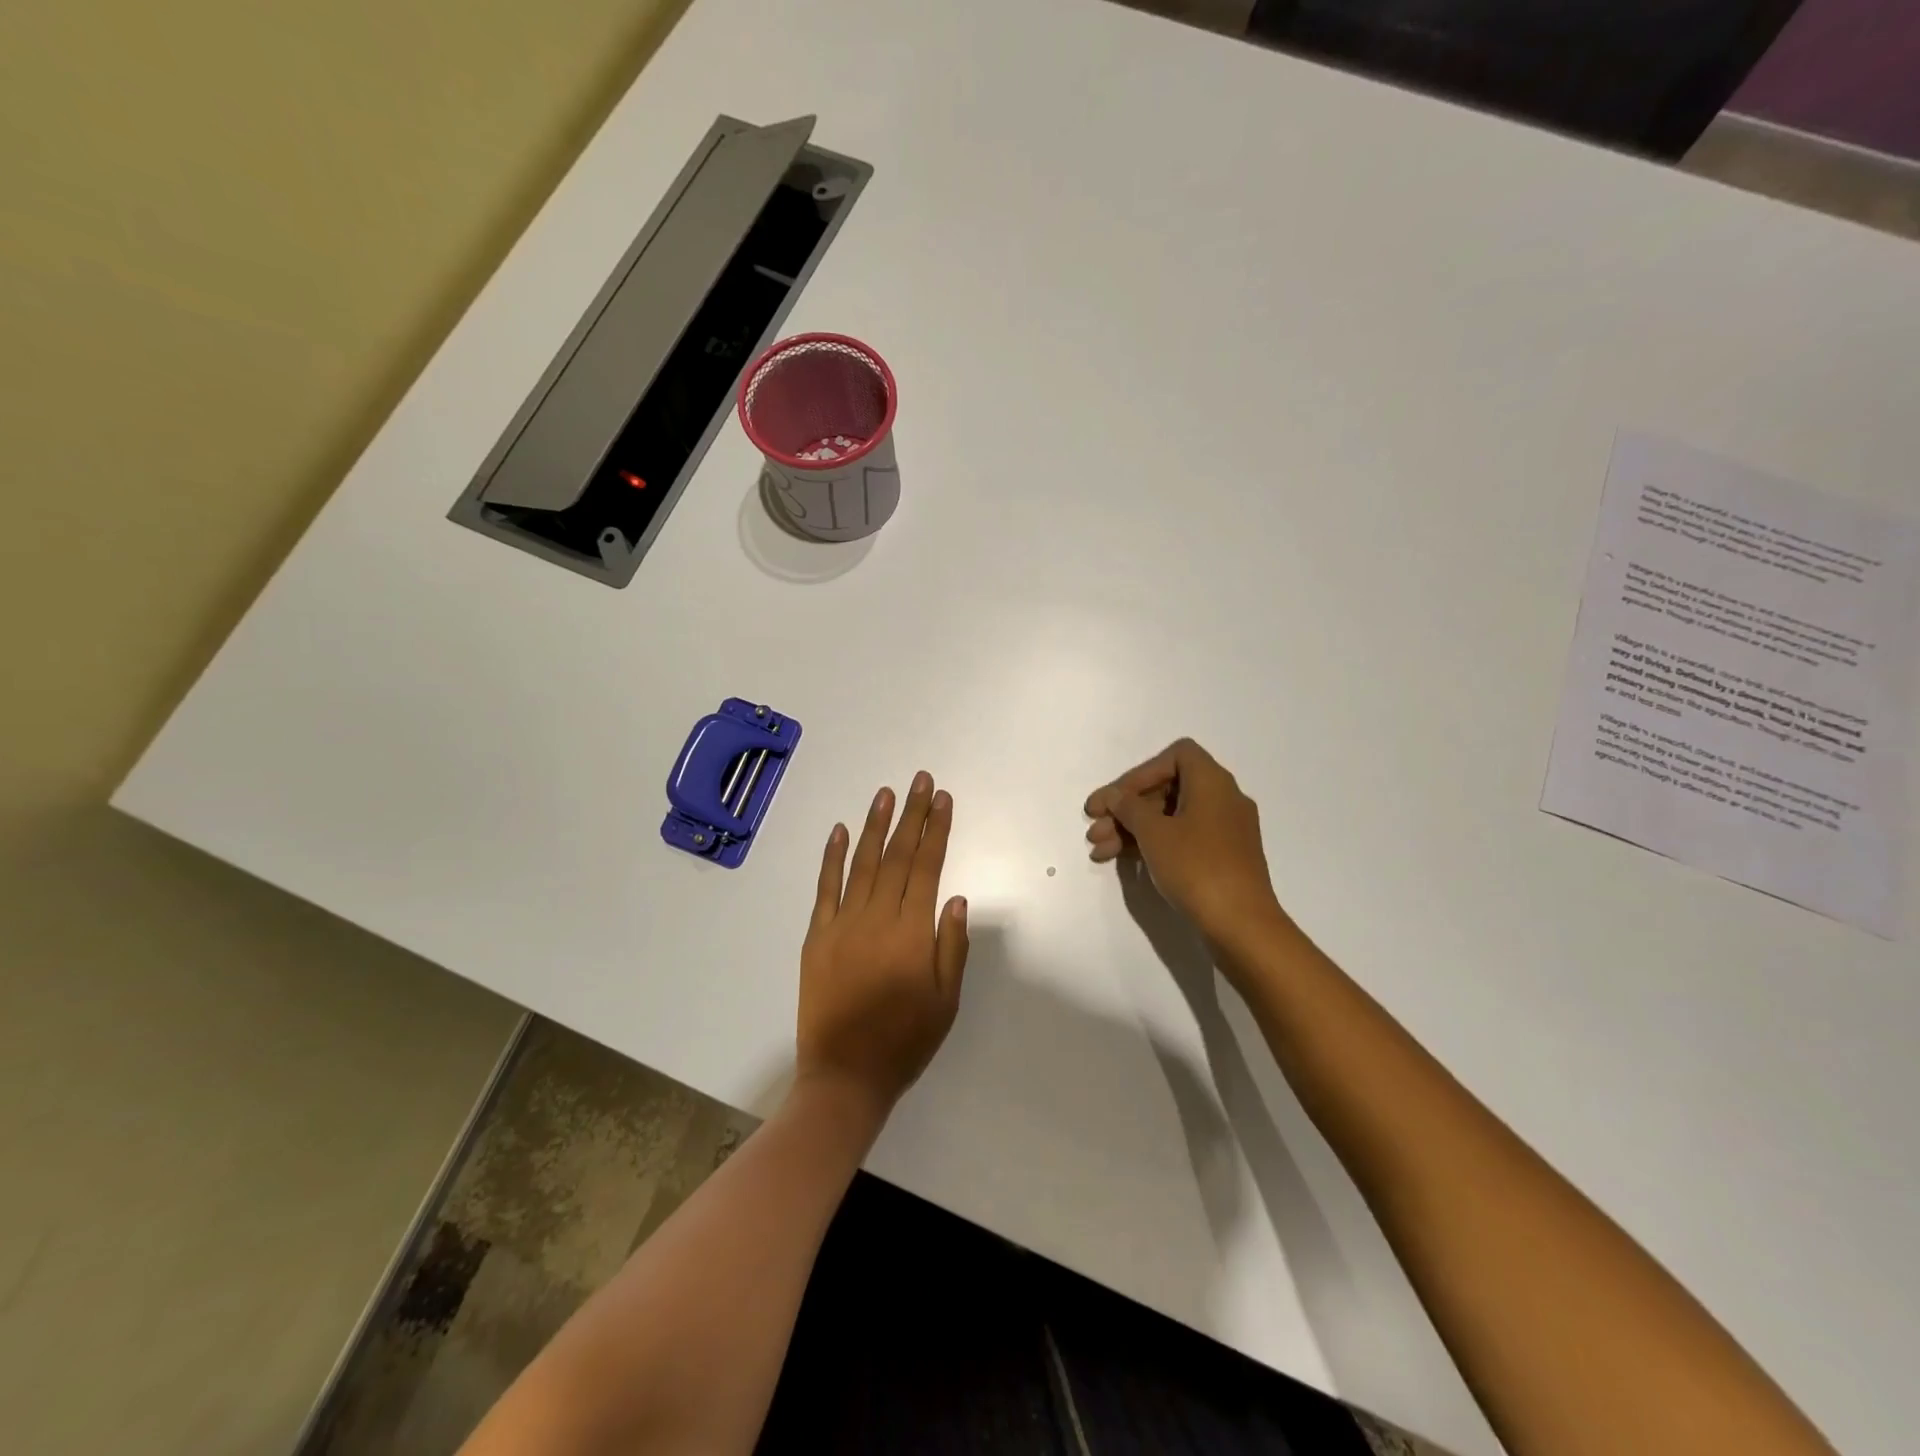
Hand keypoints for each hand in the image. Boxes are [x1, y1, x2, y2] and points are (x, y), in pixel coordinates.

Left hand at [797, 773, 969, 1120]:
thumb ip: (951, 945)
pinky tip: (840, 831)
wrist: (845, 1074)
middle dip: (912, 814)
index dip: (936, 830)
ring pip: (863, 863)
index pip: (927, 866)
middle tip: (920, 780)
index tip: (943, 799)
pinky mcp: (816, 936)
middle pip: (897, 855)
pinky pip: (825, 888)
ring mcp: (842, 923)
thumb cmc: (905, 1041)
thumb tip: (956, 897)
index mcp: (912, 932)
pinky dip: (832, 857)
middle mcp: (877, 917)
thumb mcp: (946, 1000)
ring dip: (875, 825)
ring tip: (886, 793)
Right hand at [1084, 739, 1286, 946]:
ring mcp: (1224, 831)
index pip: (1175, 756)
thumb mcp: (1154, 833)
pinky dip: (1152, 844)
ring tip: (1098, 851)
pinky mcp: (1221, 858)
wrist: (1241, 925)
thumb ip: (1129, 807)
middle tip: (1094, 828)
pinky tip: (1121, 860)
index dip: (1140, 773)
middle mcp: (1223, 799)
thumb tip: (1114, 796)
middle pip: (1167, 788)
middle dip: (1127, 808)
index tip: (1115, 799)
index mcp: (1212, 782)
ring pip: (1170, 817)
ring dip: (1132, 829)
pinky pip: (1181, 839)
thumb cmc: (1197, 867)